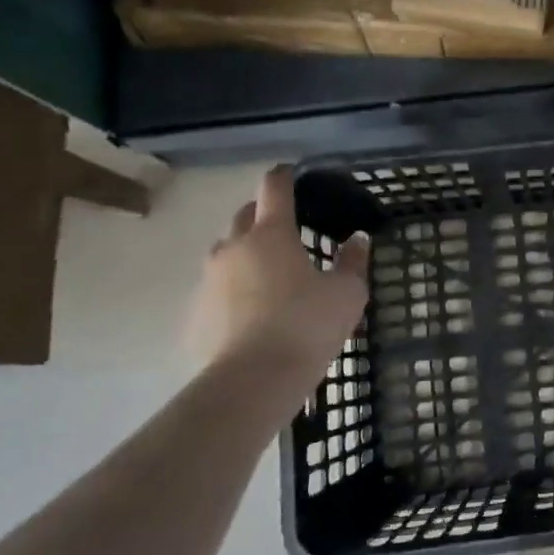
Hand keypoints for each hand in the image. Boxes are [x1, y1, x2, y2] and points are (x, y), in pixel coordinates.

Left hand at [185, 165, 369, 381]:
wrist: (252, 382)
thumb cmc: (307, 327)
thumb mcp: (347, 294)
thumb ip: (353, 262)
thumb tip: (358, 239)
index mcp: (272, 234)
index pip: (275, 188)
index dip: (284, 176)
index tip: (292, 173)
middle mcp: (234, 247)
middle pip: (245, 215)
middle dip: (263, 214)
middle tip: (286, 228)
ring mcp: (209, 280)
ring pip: (226, 251)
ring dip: (245, 251)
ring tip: (268, 272)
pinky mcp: (196, 313)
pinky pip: (216, 288)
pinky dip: (233, 289)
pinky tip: (250, 311)